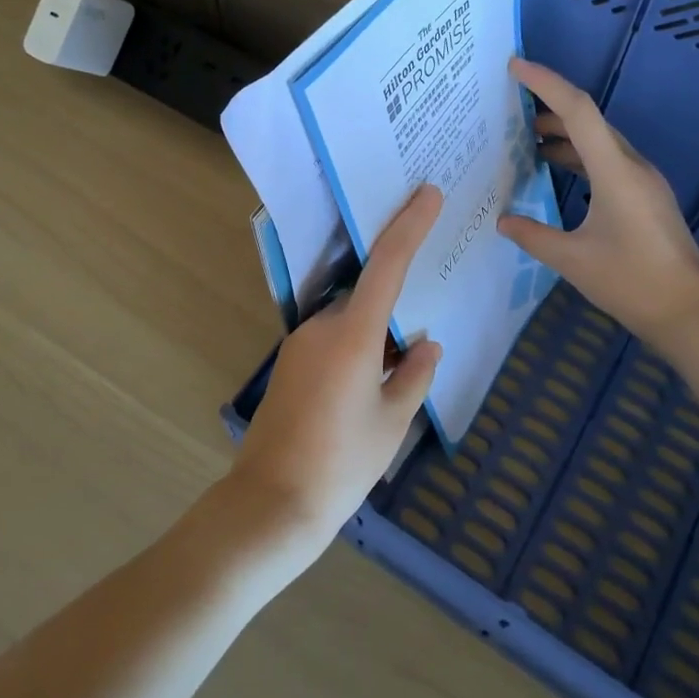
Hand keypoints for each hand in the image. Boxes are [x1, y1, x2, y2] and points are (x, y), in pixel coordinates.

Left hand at [229, 184, 444, 558]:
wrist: (271, 503)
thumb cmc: (341, 463)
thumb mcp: (392, 422)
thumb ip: (414, 376)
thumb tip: (426, 346)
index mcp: (353, 334)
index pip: (387, 264)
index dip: (409, 225)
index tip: (427, 194)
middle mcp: (322, 327)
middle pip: (367, 298)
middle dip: (394, 312)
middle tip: (418, 341)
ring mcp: (299, 344)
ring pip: (349, 323)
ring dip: (373, 338)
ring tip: (391, 384)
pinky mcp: (289, 363)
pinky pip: (331, 341)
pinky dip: (355, 350)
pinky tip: (364, 393)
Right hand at [498, 58, 698, 346]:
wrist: (689, 312)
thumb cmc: (631, 283)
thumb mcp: (573, 261)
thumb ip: (533, 236)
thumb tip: (503, 220)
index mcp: (616, 172)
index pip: (578, 111)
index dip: (546, 83)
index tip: (515, 67)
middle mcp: (633, 166)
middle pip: (589, 121)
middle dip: (549, 108)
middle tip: (510, 109)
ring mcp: (644, 181)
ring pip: (599, 141)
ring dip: (564, 135)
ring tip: (526, 141)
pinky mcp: (647, 197)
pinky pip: (608, 161)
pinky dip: (579, 157)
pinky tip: (557, 170)